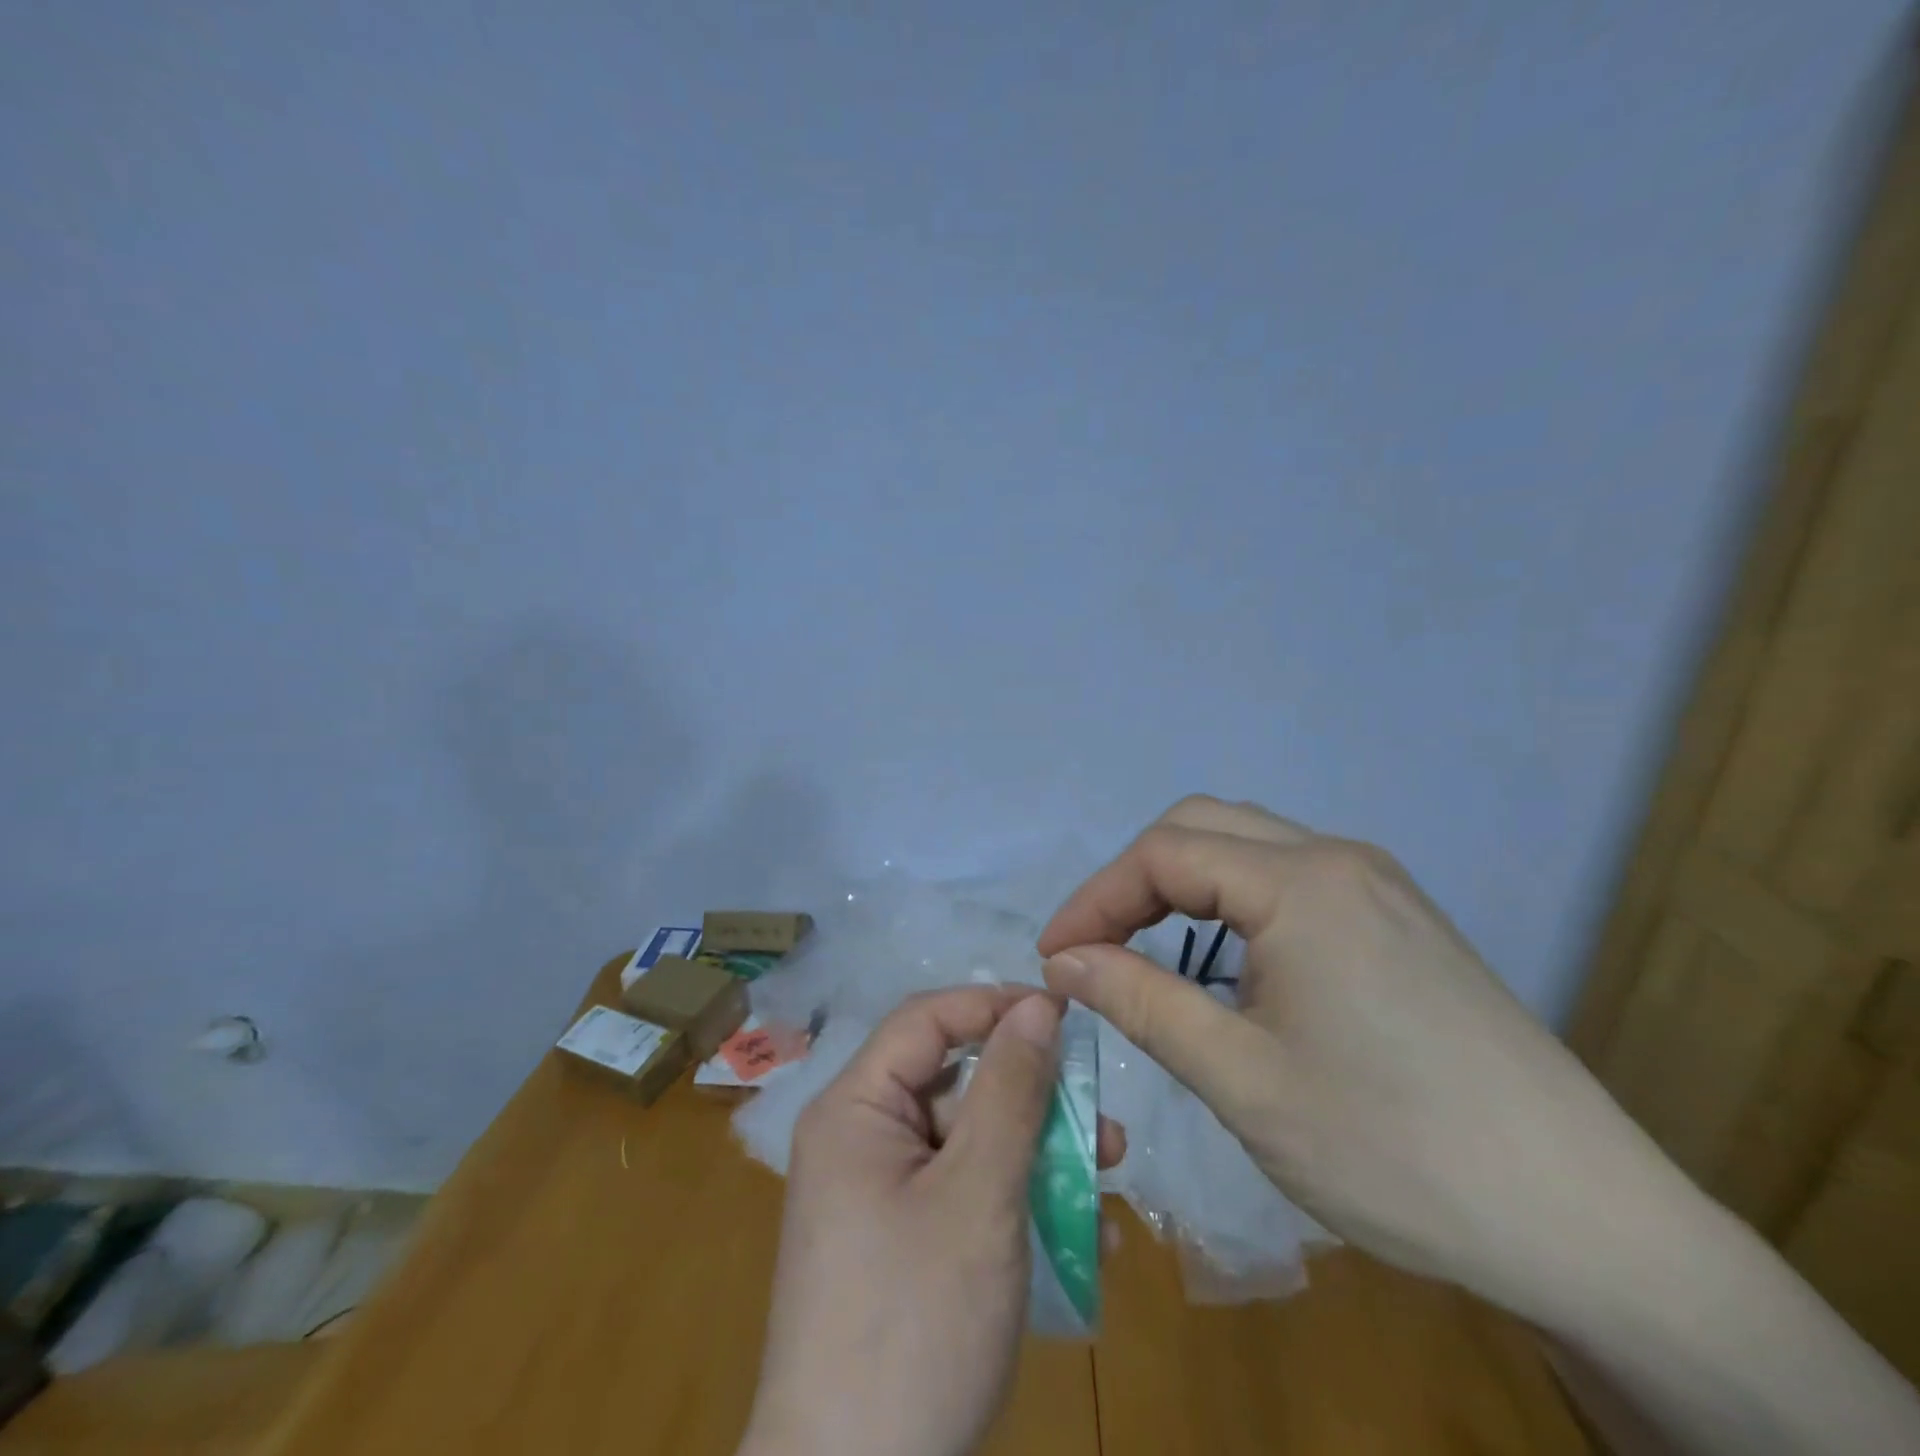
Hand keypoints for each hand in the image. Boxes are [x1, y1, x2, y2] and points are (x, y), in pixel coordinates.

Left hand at [740, 987, 1121, 1455]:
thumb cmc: (913, 1323)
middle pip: (955, 1084)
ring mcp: (880, 1196)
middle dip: (1032, 1096)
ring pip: (969, 1144)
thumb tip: (1038, 1005)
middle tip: (1101, 1114)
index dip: (994, 1005)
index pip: (927, 1019)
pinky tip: (1080, 1236)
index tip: (1063, 1013)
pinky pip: (963, 1196)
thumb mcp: (978, 1195)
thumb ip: (1011, 1091)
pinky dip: (1016, 1203)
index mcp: (856, 1109)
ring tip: (1108, 1174)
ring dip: (1037, 1154)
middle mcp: (861, 1139)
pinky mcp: (901, 1245)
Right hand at [1036, 795, 1688, 1321]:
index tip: (1055, 957)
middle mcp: (1340, 860)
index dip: (1096, 899)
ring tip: (1147, 950)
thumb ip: (1141, 1002)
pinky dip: (1233, 902)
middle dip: (1135, 879)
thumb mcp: (1242, 1080)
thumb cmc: (1395, 1150)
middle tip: (1096, 946)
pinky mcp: (1401, 920)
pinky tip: (1231, 963)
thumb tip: (1065, 960)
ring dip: (1184, 885)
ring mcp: (1379, 886)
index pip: (1164, 855)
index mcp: (1302, 884)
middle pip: (1204, 827)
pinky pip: (1291, 878)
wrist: (1587, 1225)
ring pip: (1249, 846)